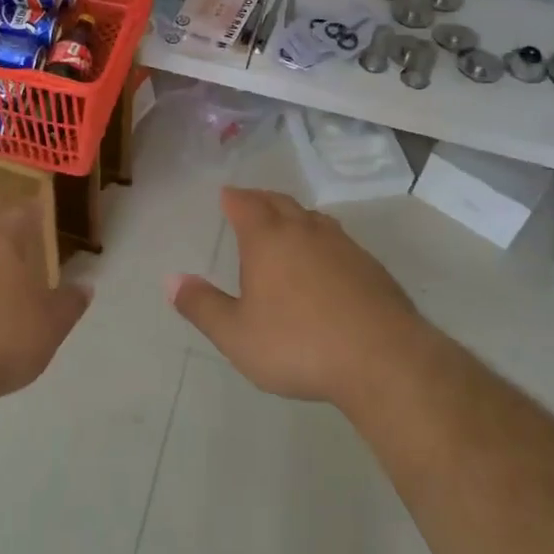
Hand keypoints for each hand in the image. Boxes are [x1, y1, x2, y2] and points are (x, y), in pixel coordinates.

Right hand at [169, 188, 426, 406]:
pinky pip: (337, 239)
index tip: (226, 195)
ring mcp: (342, 245)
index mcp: (268, 239)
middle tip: (250, 202)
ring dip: (294, 215)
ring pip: (312, 218)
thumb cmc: (298, 344)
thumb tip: (171, 279)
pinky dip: (321, 239)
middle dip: (261, 200)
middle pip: (280, 202)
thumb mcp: (236, 335)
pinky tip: (325, 260)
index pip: (245, 205)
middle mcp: (305, 231)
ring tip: (286, 224)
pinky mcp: (370, 266)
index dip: (233, 198)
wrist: (381, 358)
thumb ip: (202, 306)